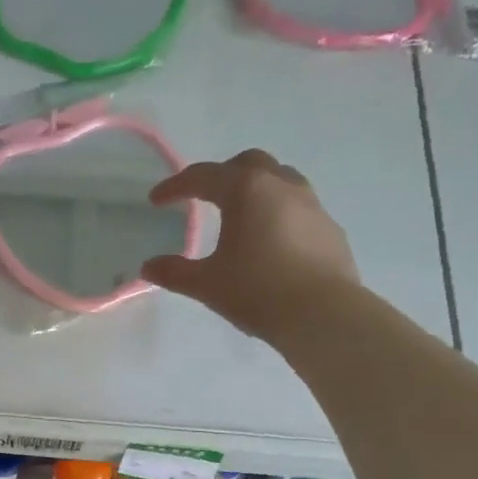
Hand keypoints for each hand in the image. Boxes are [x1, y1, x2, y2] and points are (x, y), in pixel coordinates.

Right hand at [140, 149, 360, 342]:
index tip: (156, 200)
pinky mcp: (329, 228)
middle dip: (220, 175)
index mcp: (246, 191)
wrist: (323, 314)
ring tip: (239, 213)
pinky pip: (298, 206)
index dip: (175, 187)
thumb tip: (148, 267)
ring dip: (254, 188)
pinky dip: (276, 212)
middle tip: (202, 196)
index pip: (203, 177)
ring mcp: (311, 205)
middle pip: (247, 164)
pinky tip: (269, 240)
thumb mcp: (206, 284)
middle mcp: (281, 186)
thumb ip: (174, 272)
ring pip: (279, 179)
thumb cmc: (258, 291)